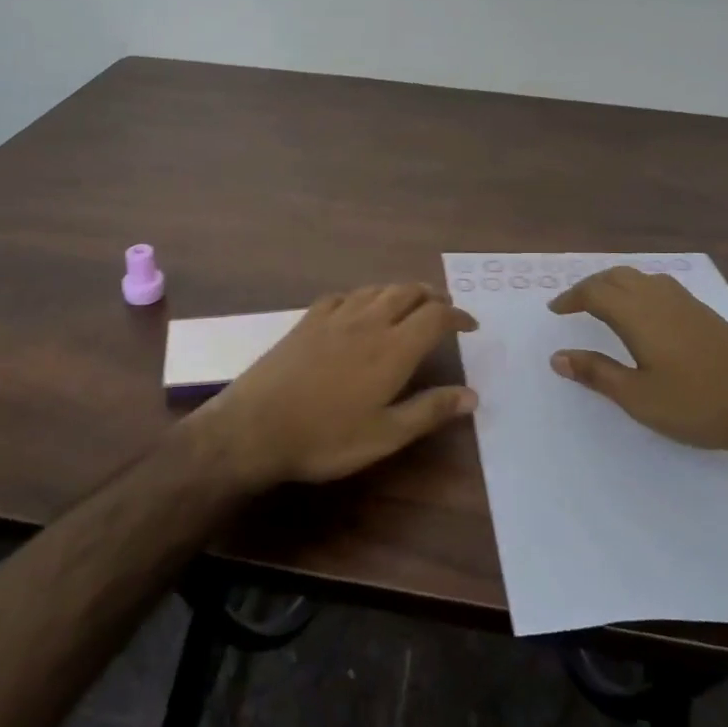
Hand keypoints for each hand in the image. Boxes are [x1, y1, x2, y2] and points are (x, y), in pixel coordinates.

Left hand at [190, 284, 478, 487]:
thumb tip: (472, 395)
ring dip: (400, 291)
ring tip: (410, 303)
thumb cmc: (325, 437)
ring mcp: (334, 317)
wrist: (255, 427)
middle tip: (445, 308)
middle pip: (408, 292)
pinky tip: (358, 307)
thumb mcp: (384, 435)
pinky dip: (362, 296)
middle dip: (432, 296)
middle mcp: (367, 322)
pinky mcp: (306, 321)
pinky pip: (342, 296)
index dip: (457, 316)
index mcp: (392, 349)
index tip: (471, 325)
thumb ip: (429, 411)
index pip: (435, 317)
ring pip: (376, 289)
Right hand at [547, 266, 727, 465]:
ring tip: (604, 303)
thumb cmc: (696, 403)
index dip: (571, 298)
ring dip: (615, 283)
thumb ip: (597, 373)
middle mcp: (659, 298)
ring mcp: (686, 303)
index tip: (555, 310)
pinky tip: (645, 312)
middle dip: (590, 286)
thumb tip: (557, 357)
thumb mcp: (638, 396)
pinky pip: (661, 286)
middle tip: (574, 304)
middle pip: (617, 276)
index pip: (594, 292)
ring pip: (641, 277)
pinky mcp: (706, 313)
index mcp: (638, 314)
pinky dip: (639, 289)